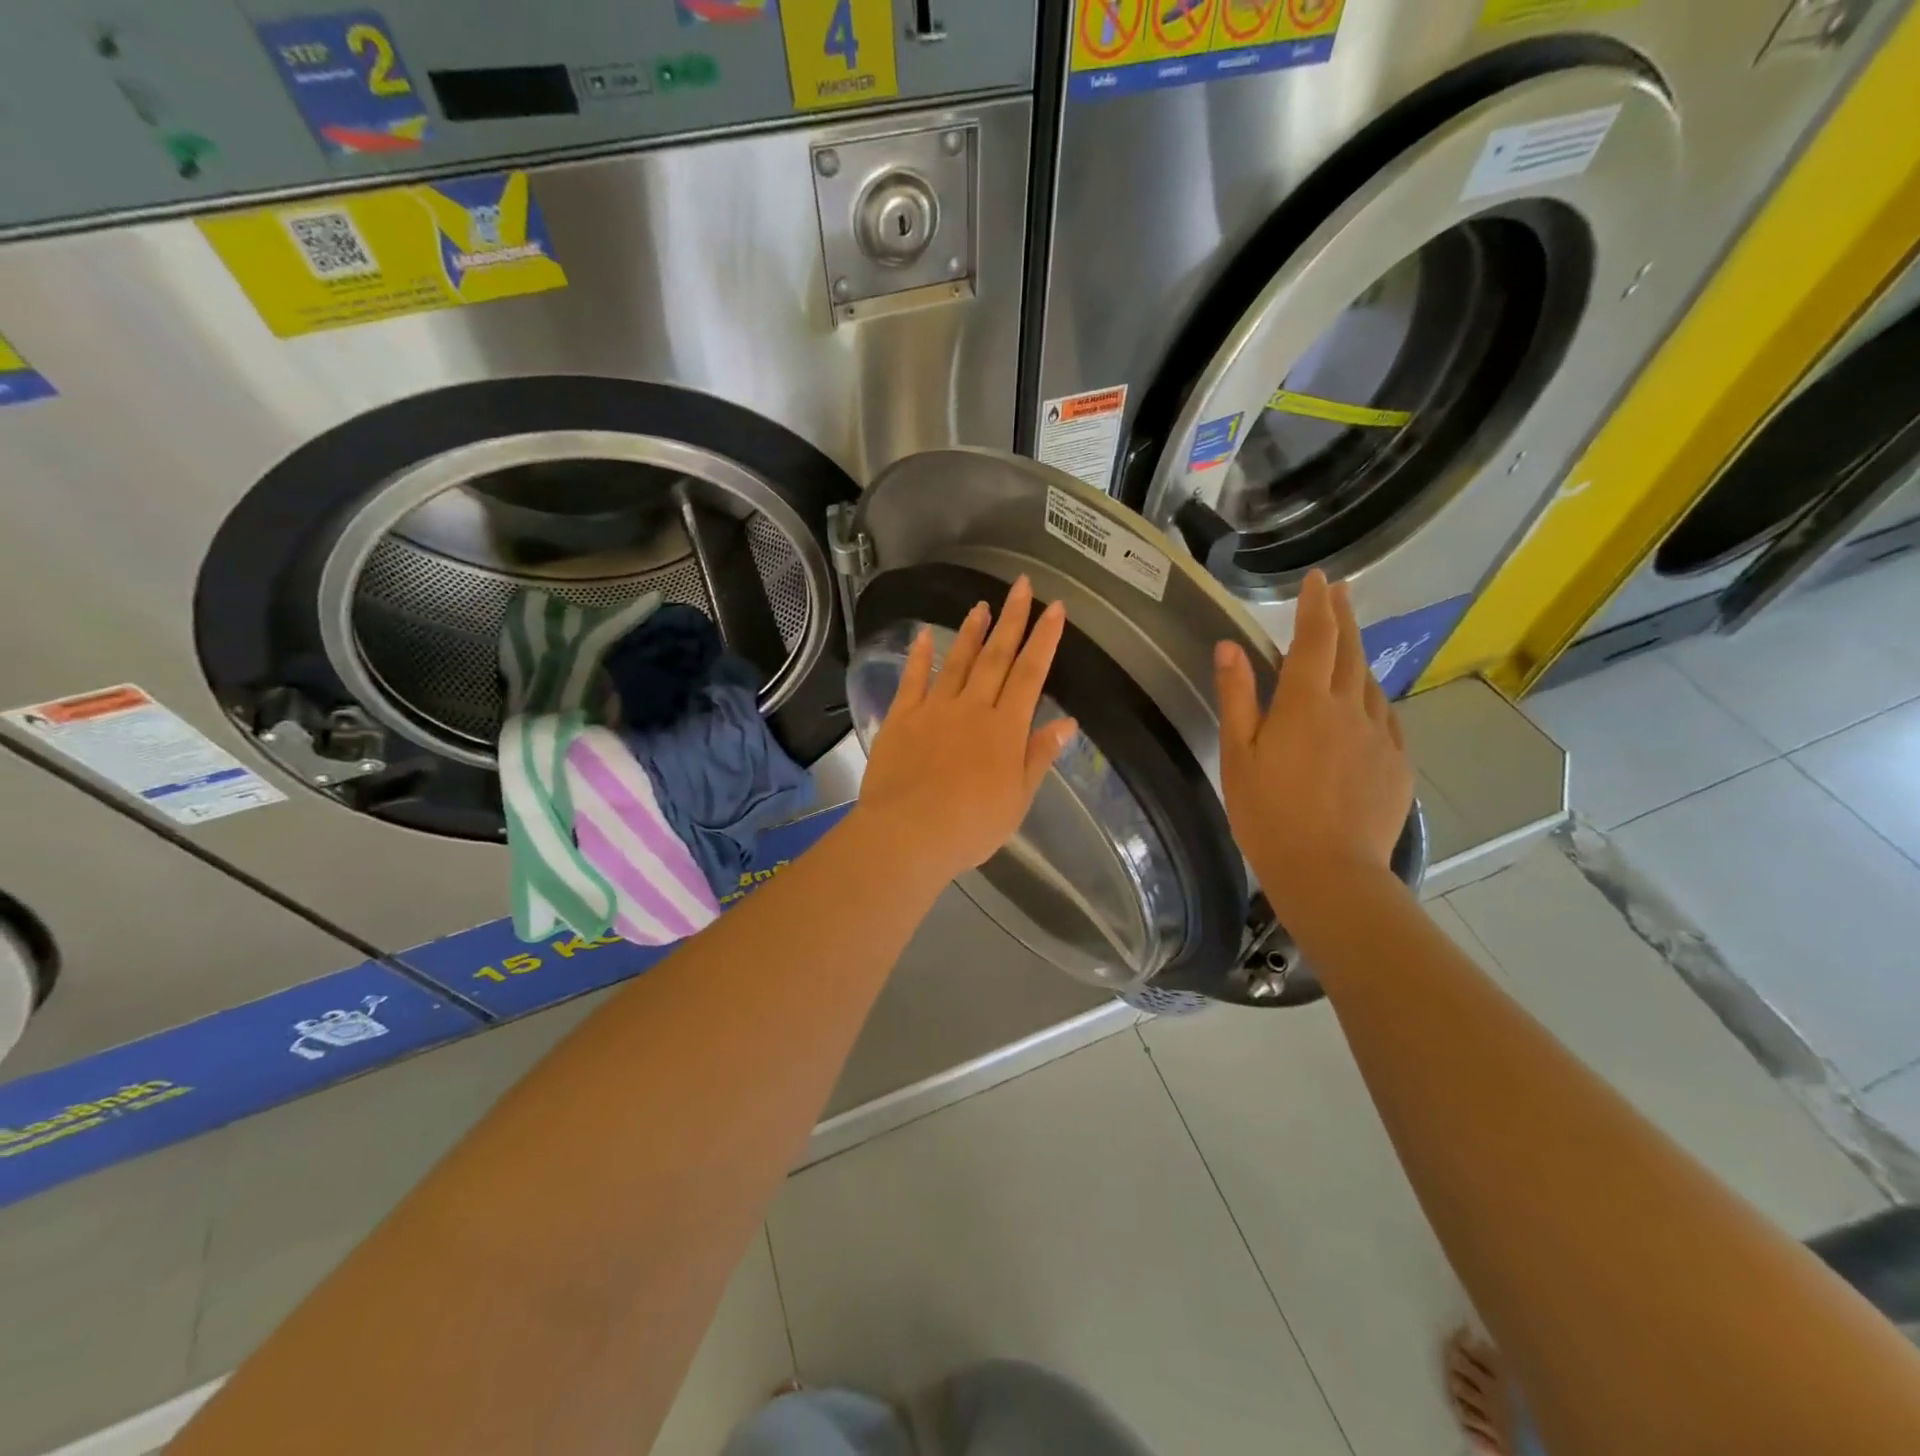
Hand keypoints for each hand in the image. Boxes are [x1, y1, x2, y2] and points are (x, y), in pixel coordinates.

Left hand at [856, 576, 1077, 885]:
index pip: (1030, 675)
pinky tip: (925, 634)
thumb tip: (1067, 722)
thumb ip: (1039, 756)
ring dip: (972, 632)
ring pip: (958, 662)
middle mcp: (972, 708)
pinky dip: (920, 655)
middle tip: (1021, 585)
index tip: (1055, 609)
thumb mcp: (1018, 799)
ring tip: (982, 605)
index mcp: (1005, 729)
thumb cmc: (971, 825)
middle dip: (1012, 619)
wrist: (909, 834)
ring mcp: (935, 709)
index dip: (1044, 640)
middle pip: (996, 657)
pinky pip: (913, 679)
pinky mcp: (902, 718)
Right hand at [1214, 569, 1412, 918]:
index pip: (1315, 639)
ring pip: (1370, 683)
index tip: (1319, 578)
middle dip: (1343, 617)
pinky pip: (1386, 717)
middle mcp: (1350, 709)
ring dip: (1358, 656)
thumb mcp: (1237, 755)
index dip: (1316, 605)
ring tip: (1346, 645)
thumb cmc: (1267, 813)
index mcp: (1305, 704)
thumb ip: (1237, 697)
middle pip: (1350, 652)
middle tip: (1339, 591)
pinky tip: (1366, 703)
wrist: (1328, 871)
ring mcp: (1380, 736)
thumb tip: (1230, 647)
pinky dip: (1372, 697)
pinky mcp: (1396, 763)